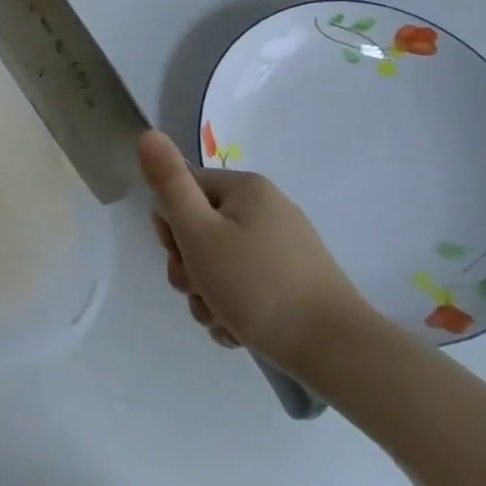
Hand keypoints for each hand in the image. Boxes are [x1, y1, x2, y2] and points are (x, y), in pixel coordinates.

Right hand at [136, 130, 373, 378]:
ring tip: (220, 319)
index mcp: (245, 189)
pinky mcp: (294, 282)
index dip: (170, 227)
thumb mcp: (199, 232)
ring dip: (207, 294)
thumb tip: (148, 134)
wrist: (337, 352)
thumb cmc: (257, 285)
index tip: (180, 256)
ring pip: (219, 264)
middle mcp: (266, 210)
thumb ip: (169, 183)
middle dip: (189, 267)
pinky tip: (238, 330)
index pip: (183, 191)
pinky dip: (233, 307)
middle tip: (199, 291)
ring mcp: (283, 248)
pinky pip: (245, 286)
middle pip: (199, 230)